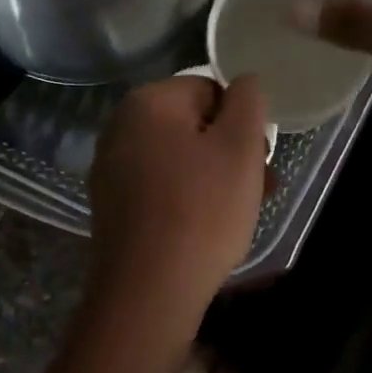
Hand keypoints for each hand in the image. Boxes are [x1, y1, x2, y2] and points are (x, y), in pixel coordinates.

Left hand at [86, 74, 269, 332]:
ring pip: (179, 160)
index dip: (242, 122)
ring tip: (244, 212)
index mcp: (147, 102)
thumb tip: (243, 81)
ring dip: (216, 178)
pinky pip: (161, 188)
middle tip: (260, 188)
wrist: (148, 291)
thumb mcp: (239, 147)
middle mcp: (120, 128)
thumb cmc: (202, 210)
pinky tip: (209, 228)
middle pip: (193, 126)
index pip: (210, 90)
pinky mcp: (112, 207)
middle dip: (231, 152)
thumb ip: (247, 101)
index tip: (258, 159)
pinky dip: (188, 199)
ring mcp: (111, 169)